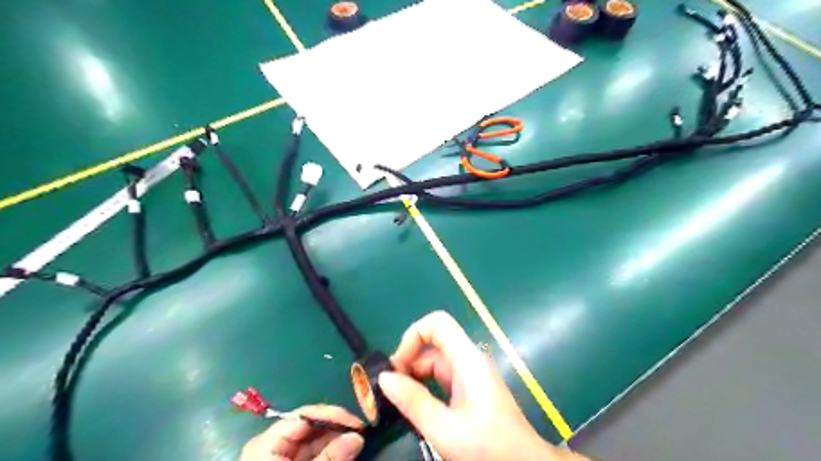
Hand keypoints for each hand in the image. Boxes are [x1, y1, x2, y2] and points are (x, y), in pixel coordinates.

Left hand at [239, 406, 363, 457]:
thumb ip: (330, 459)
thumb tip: (358, 437)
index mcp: (267, 443)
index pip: (304, 416)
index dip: (333, 416)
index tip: (358, 425)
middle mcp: (273, 445)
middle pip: (310, 427)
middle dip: (337, 430)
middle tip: (362, 435)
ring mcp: (281, 458)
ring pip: (314, 441)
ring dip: (336, 442)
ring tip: (357, 444)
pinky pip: (312, 455)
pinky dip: (329, 455)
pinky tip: (344, 455)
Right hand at [378, 311, 589, 459]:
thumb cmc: (489, 447)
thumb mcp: (445, 430)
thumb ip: (414, 402)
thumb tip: (385, 378)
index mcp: (468, 360)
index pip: (438, 324)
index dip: (414, 335)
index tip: (398, 365)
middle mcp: (469, 360)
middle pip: (433, 343)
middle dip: (409, 360)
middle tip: (392, 391)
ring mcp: (470, 374)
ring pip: (435, 361)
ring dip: (414, 376)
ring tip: (399, 402)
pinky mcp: (470, 388)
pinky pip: (441, 376)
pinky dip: (425, 386)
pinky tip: (416, 407)